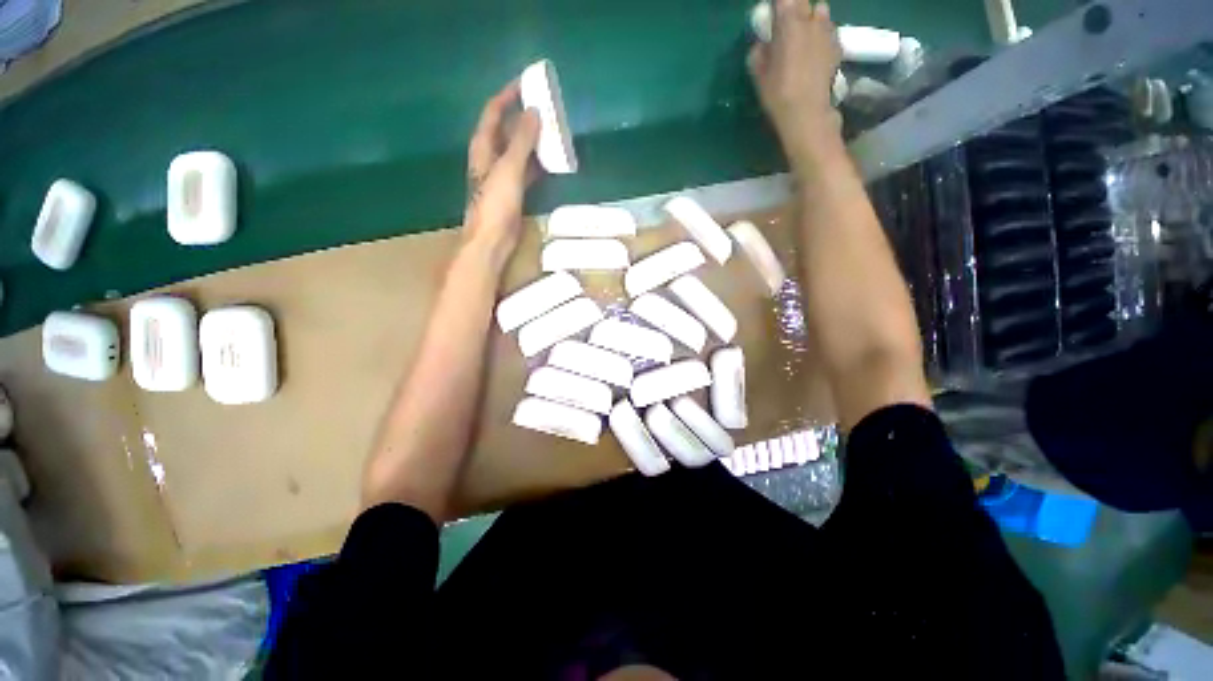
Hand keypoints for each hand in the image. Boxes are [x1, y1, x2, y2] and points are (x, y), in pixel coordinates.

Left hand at [462, 80, 541, 268]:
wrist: (492, 240)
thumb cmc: (495, 204)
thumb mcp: (509, 169)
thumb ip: (522, 141)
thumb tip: (534, 112)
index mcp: (483, 147)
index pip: (494, 112)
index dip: (508, 96)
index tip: (527, 83)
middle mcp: (491, 157)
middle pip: (507, 130)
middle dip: (524, 117)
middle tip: (547, 108)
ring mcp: (503, 175)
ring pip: (519, 151)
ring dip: (533, 140)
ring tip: (553, 131)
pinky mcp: (514, 192)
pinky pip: (527, 170)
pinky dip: (538, 163)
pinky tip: (552, 161)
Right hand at [748, 1, 842, 166]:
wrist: (807, 113)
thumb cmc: (778, 94)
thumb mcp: (758, 76)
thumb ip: (758, 53)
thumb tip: (762, 44)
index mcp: (788, 23)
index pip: (782, 1)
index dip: (777, 7)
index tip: (771, 16)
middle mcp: (810, 20)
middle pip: (801, 2)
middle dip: (793, 9)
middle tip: (784, 25)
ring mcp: (827, 31)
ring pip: (820, 10)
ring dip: (811, 17)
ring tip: (803, 32)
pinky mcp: (837, 45)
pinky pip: (830, 29)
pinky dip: (822, 33)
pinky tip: (816, 47)